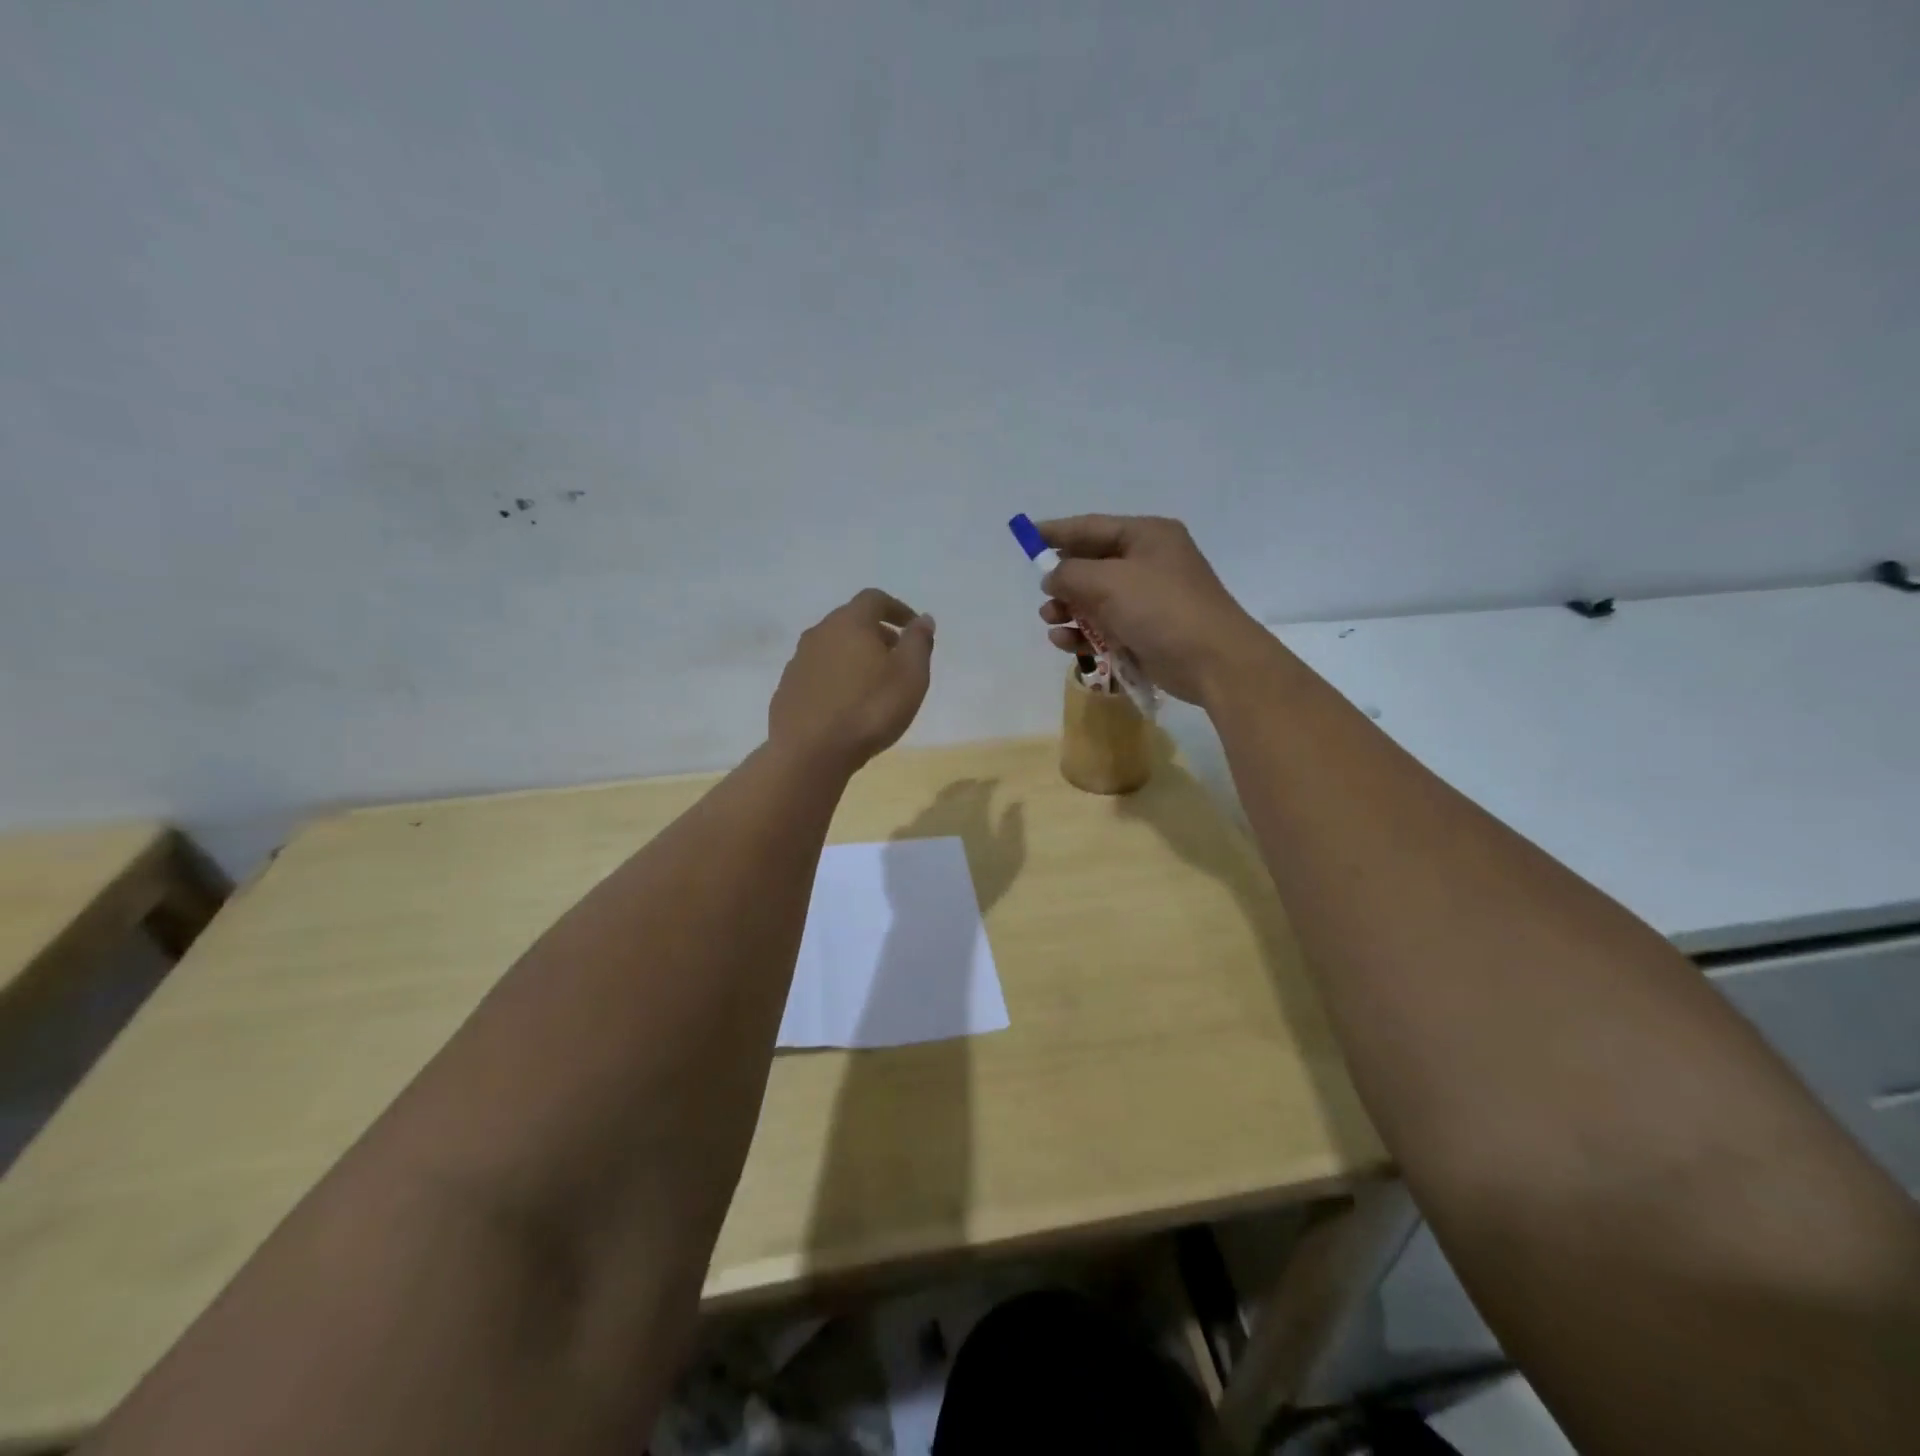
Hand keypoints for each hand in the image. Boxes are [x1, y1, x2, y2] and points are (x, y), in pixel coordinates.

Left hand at [769, 589, 934, 772]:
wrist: (810, 753)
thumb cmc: (870, 710)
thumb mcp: (910, 676)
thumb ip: (918, 642)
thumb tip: (923, 619)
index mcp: (849, 622)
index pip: (874, 599)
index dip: (898, 609)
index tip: (913, 628)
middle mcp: (819, 633)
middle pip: (851, 621)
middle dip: (877, 633)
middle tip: (897, 657)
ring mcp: (798, 661)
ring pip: (832, 647)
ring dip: (855, 656)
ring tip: (873, 683)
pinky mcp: (787, 689)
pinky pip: (818, 673)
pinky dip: (836, 678)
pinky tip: (846, 704)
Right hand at [1037, 515, 1272, 704]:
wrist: (1212, 661)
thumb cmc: (1161, 608)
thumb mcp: (1108, 581)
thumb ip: (1070, 573)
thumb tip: (1052, 576)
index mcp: (1147, 536)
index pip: (1092, 527)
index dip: (1057, 532)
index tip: (1026, 537)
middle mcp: (1148, 563)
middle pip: (1092, 565)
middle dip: (1063, 582)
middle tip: (1045, 596)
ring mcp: (1148, 600)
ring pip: (1095, 600)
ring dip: (1069, 611)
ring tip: (1052, 622)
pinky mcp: (1146, 632)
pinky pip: (1105, 627)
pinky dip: (1084, 634)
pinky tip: (1066, 643)